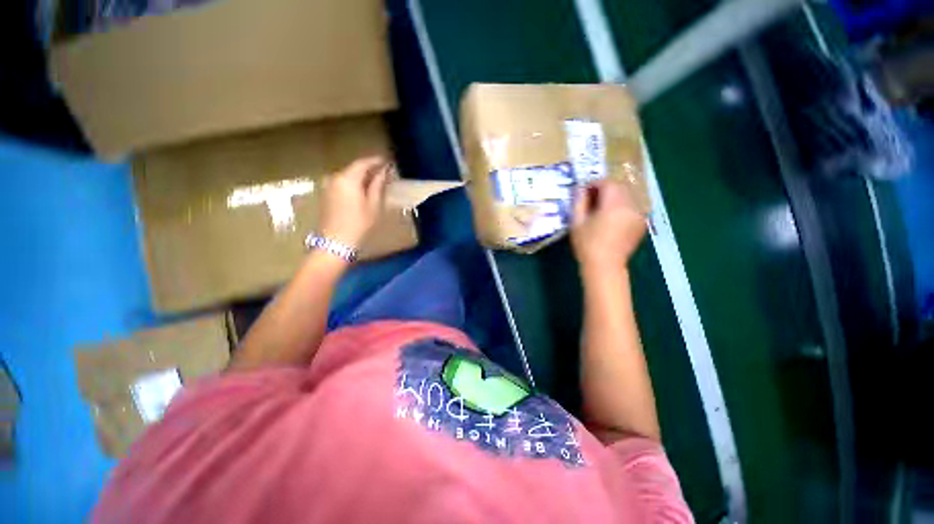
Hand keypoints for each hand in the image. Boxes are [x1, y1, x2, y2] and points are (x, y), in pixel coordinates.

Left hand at [317, 156, 391, 248]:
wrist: (336, 242)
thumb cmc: (359, 224)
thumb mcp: (374, 205)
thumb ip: (378, 185)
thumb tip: (383, 172)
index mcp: (347, 178)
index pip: (363, 163)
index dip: (375, 161)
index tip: (386, 161)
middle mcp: (335, 178)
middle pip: (354, 168)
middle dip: (369, 169)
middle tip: (383, 172)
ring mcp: (328, 186)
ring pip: (347, 176)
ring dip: (361, 177)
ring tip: (375, 182)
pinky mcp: (326, 195)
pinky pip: (342, 183)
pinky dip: (353, 184)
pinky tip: (362, 191)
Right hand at [571, 179, 646, 274]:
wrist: (604, 266)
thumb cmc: (587, 245)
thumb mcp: (577, 222)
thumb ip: (579, 202)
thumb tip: (580, 189)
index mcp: (614, 204)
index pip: (607, 183)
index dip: (594, 184)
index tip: (583, 191)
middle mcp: (631, 205)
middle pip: (619, 187)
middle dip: (604, 189)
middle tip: (590, 198)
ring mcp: (639, 214)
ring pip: (627, 196)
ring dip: (614, 197)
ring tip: (600, 208)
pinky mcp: (641, 223)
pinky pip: (632, 206)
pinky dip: (622, 206)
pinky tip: (611, 217)